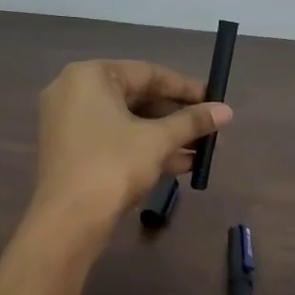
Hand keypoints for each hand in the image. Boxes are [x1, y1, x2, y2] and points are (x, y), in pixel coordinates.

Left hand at [32, 60, 232, 227]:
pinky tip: (182, 164)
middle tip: (211, 128)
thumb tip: (227, 110)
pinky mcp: (72, 152)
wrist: (68, 220)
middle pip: (138, 98)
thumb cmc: (113, 166)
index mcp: (90, 76)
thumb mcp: (158, 140)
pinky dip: (144, 148)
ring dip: (166, 136)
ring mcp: (70, 123)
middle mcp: (74, 92)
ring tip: (204, 150)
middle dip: (177, 117)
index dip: (186, 88)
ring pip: (128, 123)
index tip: (215, 99)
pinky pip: (115, 140)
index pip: (148, 73)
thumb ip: (192, 121)